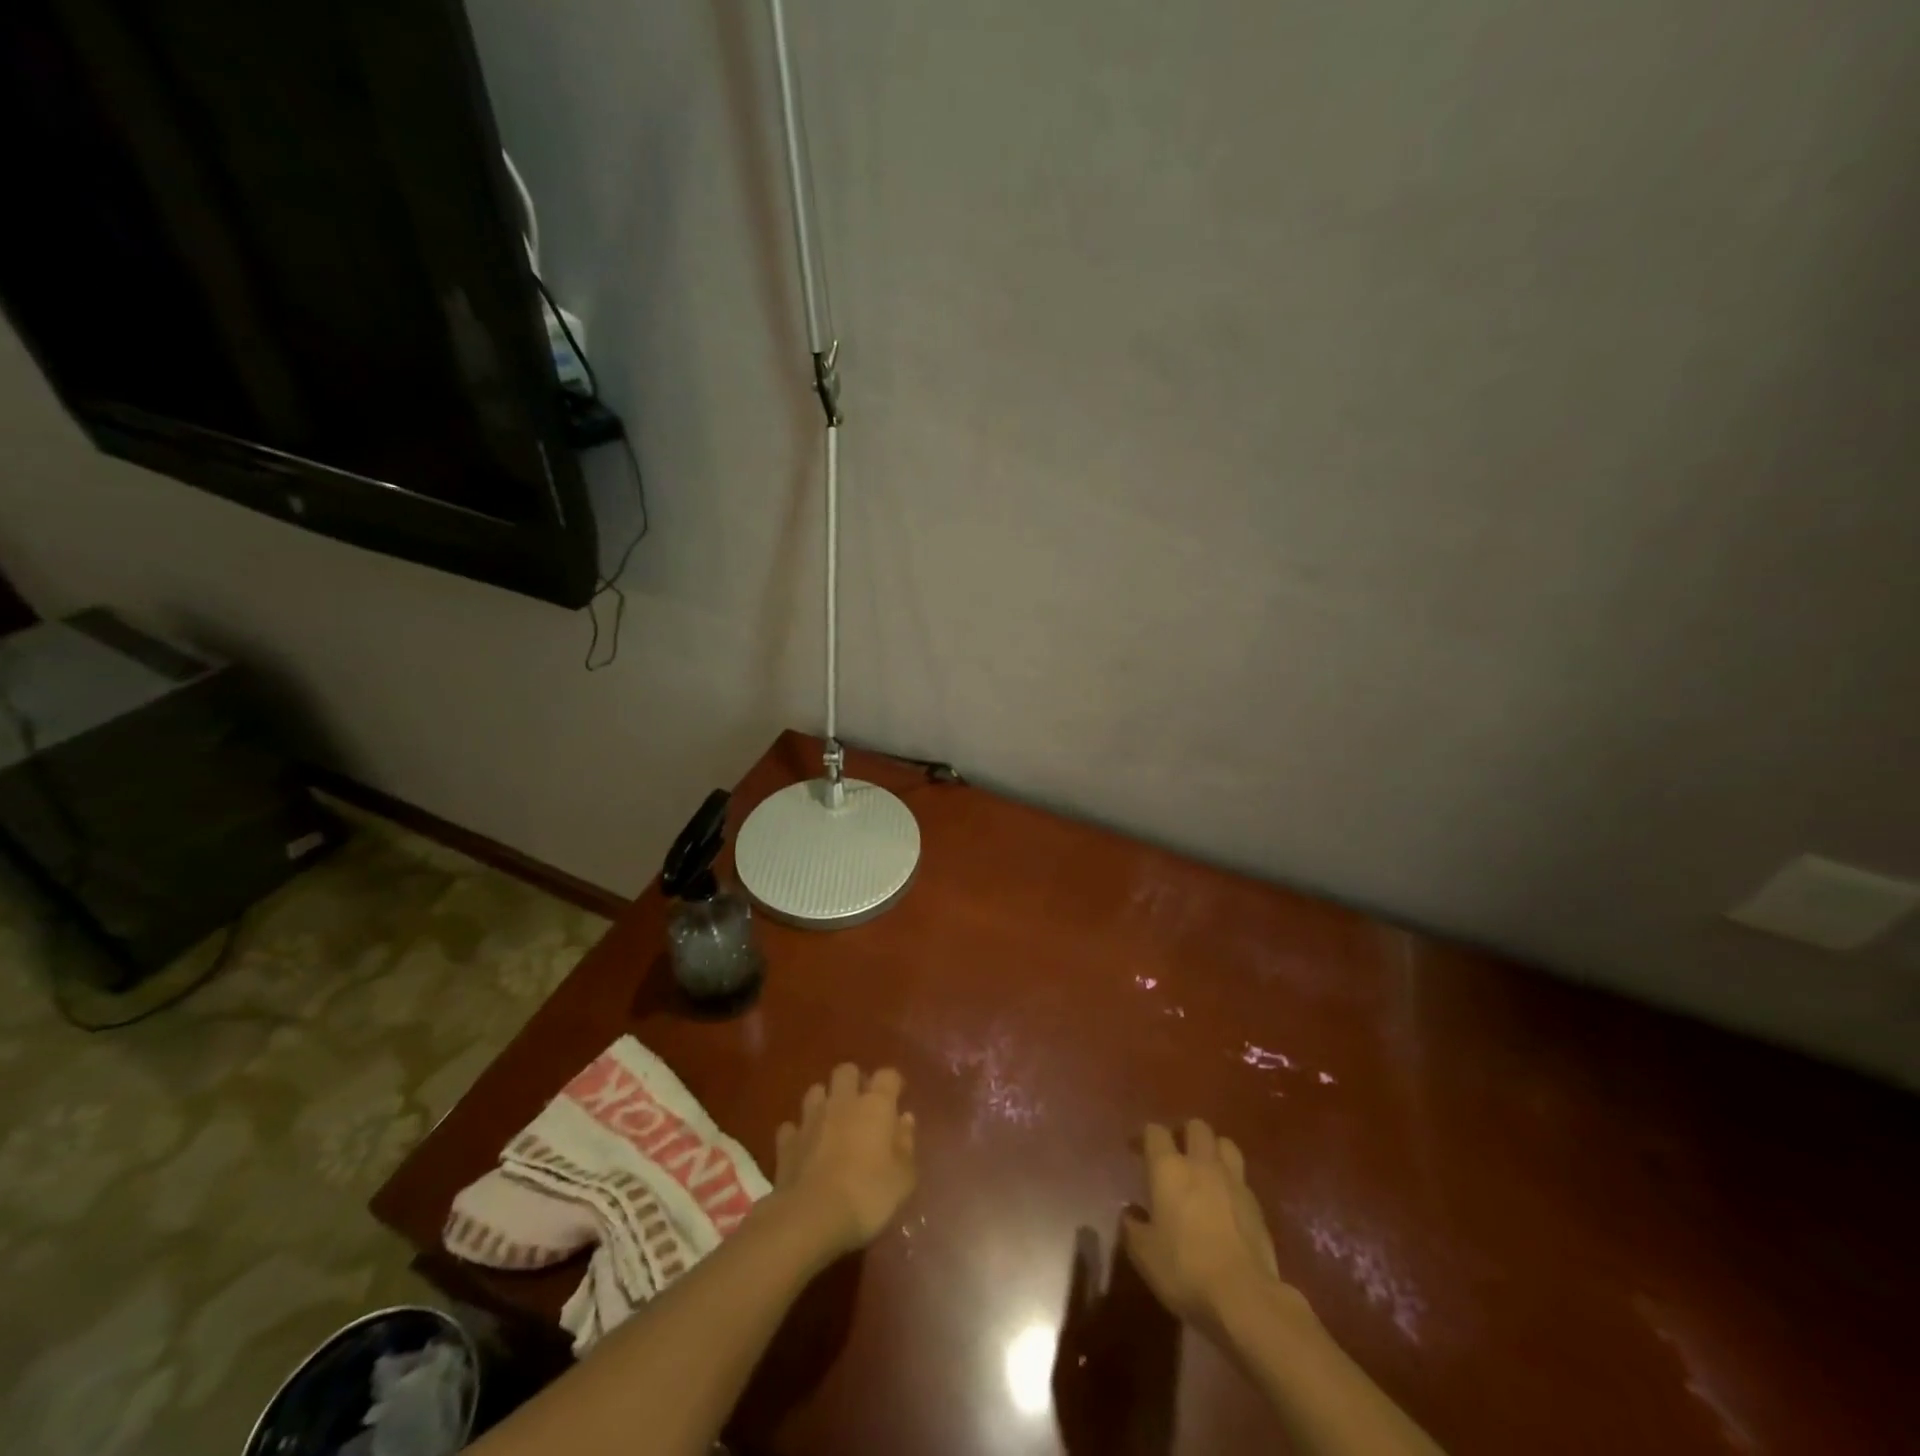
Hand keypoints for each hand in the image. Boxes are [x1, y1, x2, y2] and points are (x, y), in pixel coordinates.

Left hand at [772, 1063, 916, 1258]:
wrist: (811, 1216)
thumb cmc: (867, 1195)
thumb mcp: (902, 1178)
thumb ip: (906, 1144)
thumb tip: (905, 1119)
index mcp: (875, 1105)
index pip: (887, 1075)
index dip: (893, 1083)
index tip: (897, 1098)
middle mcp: (842, 1102)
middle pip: (846, 1071)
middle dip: (854, 1081)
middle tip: (861, 1105)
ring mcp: (811, 1119)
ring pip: (816, 1092)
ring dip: (824, 1102)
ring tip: (831, 1122)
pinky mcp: (787, 1142)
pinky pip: (792, 1127)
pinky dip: (799, 1133)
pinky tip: (804, 1147)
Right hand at [1123, 1119, 1307, 1338]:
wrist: (1244, 1296)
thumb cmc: (1184, 1269)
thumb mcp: (1144, 1254)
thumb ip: (1132, 1228)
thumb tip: (1130, 1213)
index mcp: (1169, 1168)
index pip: (1155, 1132)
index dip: (1145, 1136)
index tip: (1137, 1149)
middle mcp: (1201, 1164)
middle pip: (1196, 1127)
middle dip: (1185, 1133)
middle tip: (1176, 1153)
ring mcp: (1233, 1181)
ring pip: (1225, 1144)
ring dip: (1213, 1150)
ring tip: (1205, 1169)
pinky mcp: (1256, 1204)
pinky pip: (1241, 1178)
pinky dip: (1231, 1182)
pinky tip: (1225, 1202)